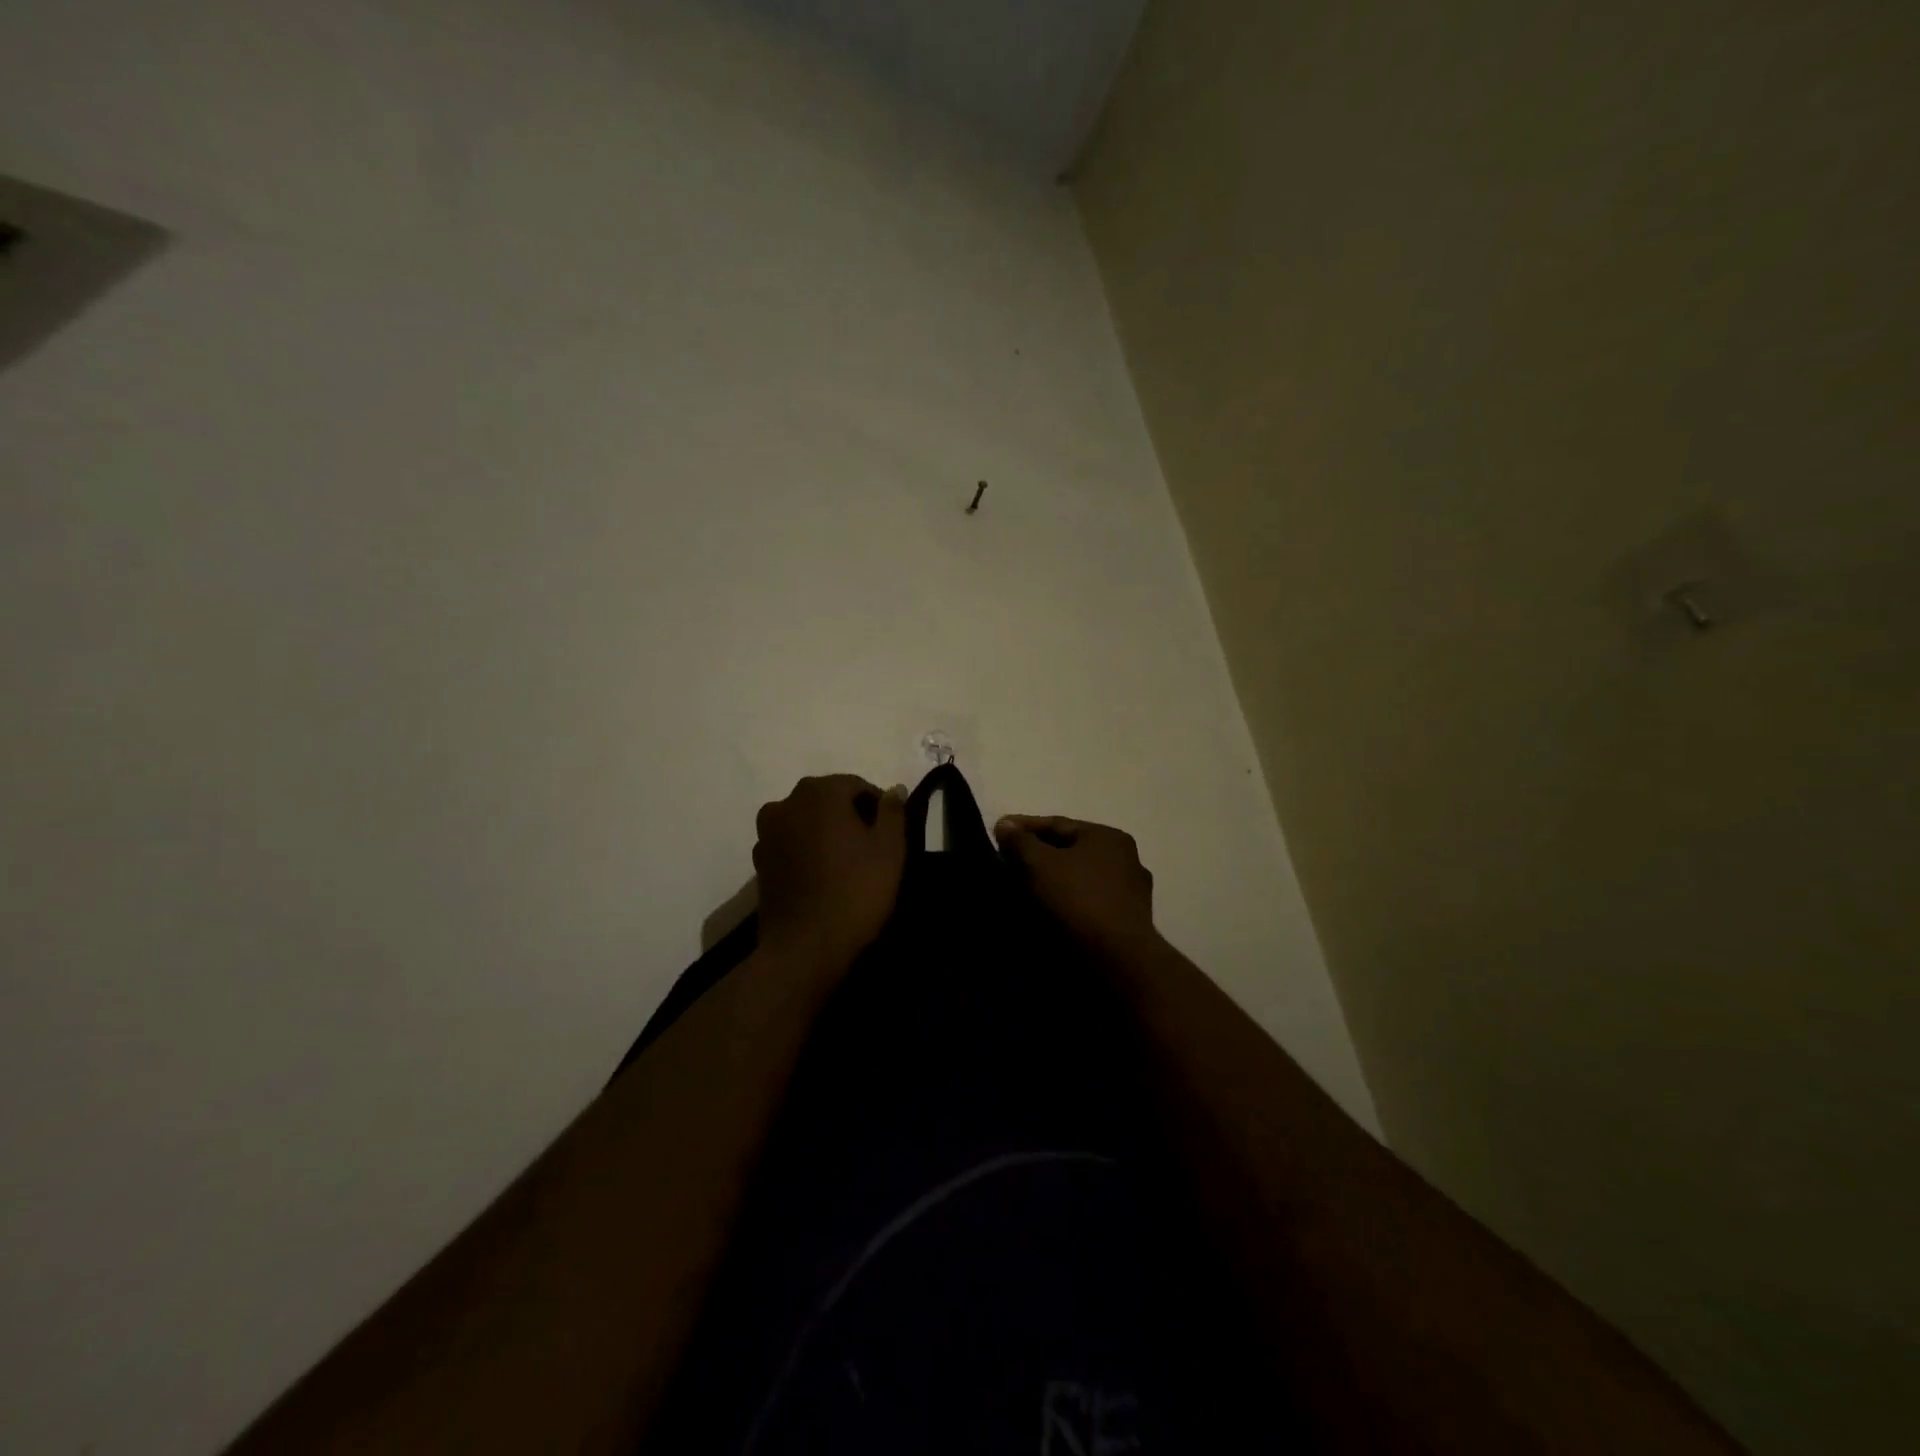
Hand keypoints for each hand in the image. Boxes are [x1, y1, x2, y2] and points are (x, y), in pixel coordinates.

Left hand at [753, 775, 906, 974]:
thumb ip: (892, 811)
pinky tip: (821, 877)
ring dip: (825, 832)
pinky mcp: (759, 861)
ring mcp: (767, 833)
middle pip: (827, 799)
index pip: (856, 786)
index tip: (890, 834)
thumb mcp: (890, 849)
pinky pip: (790, 844)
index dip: (878, 806)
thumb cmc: (855, 891)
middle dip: (850, 816)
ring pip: (806, 821)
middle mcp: (786, 803)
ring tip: (845, 863)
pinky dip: (806, 851)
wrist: (805, 948)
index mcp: (820, 792)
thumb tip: (893, 789)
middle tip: (871, 848)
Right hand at [994, 814, 1157, 954]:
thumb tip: (1004, 824)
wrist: (1115, 962)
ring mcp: (1128, 896)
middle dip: (1036, 856)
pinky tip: (1042, 915)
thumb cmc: (1077, 899)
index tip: (997, 832)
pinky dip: (1062, 906)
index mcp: (1109, 838)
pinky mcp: (1124, 927)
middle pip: (1069, 852)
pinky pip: (1084, 906)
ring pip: (1077, 881)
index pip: (1057, 824)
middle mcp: (1125, 861)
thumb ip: (1019, 841)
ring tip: (1018, 891)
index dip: (1023, 827)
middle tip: (1006, 862)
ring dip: (1049, 883)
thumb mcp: (1038, 863)